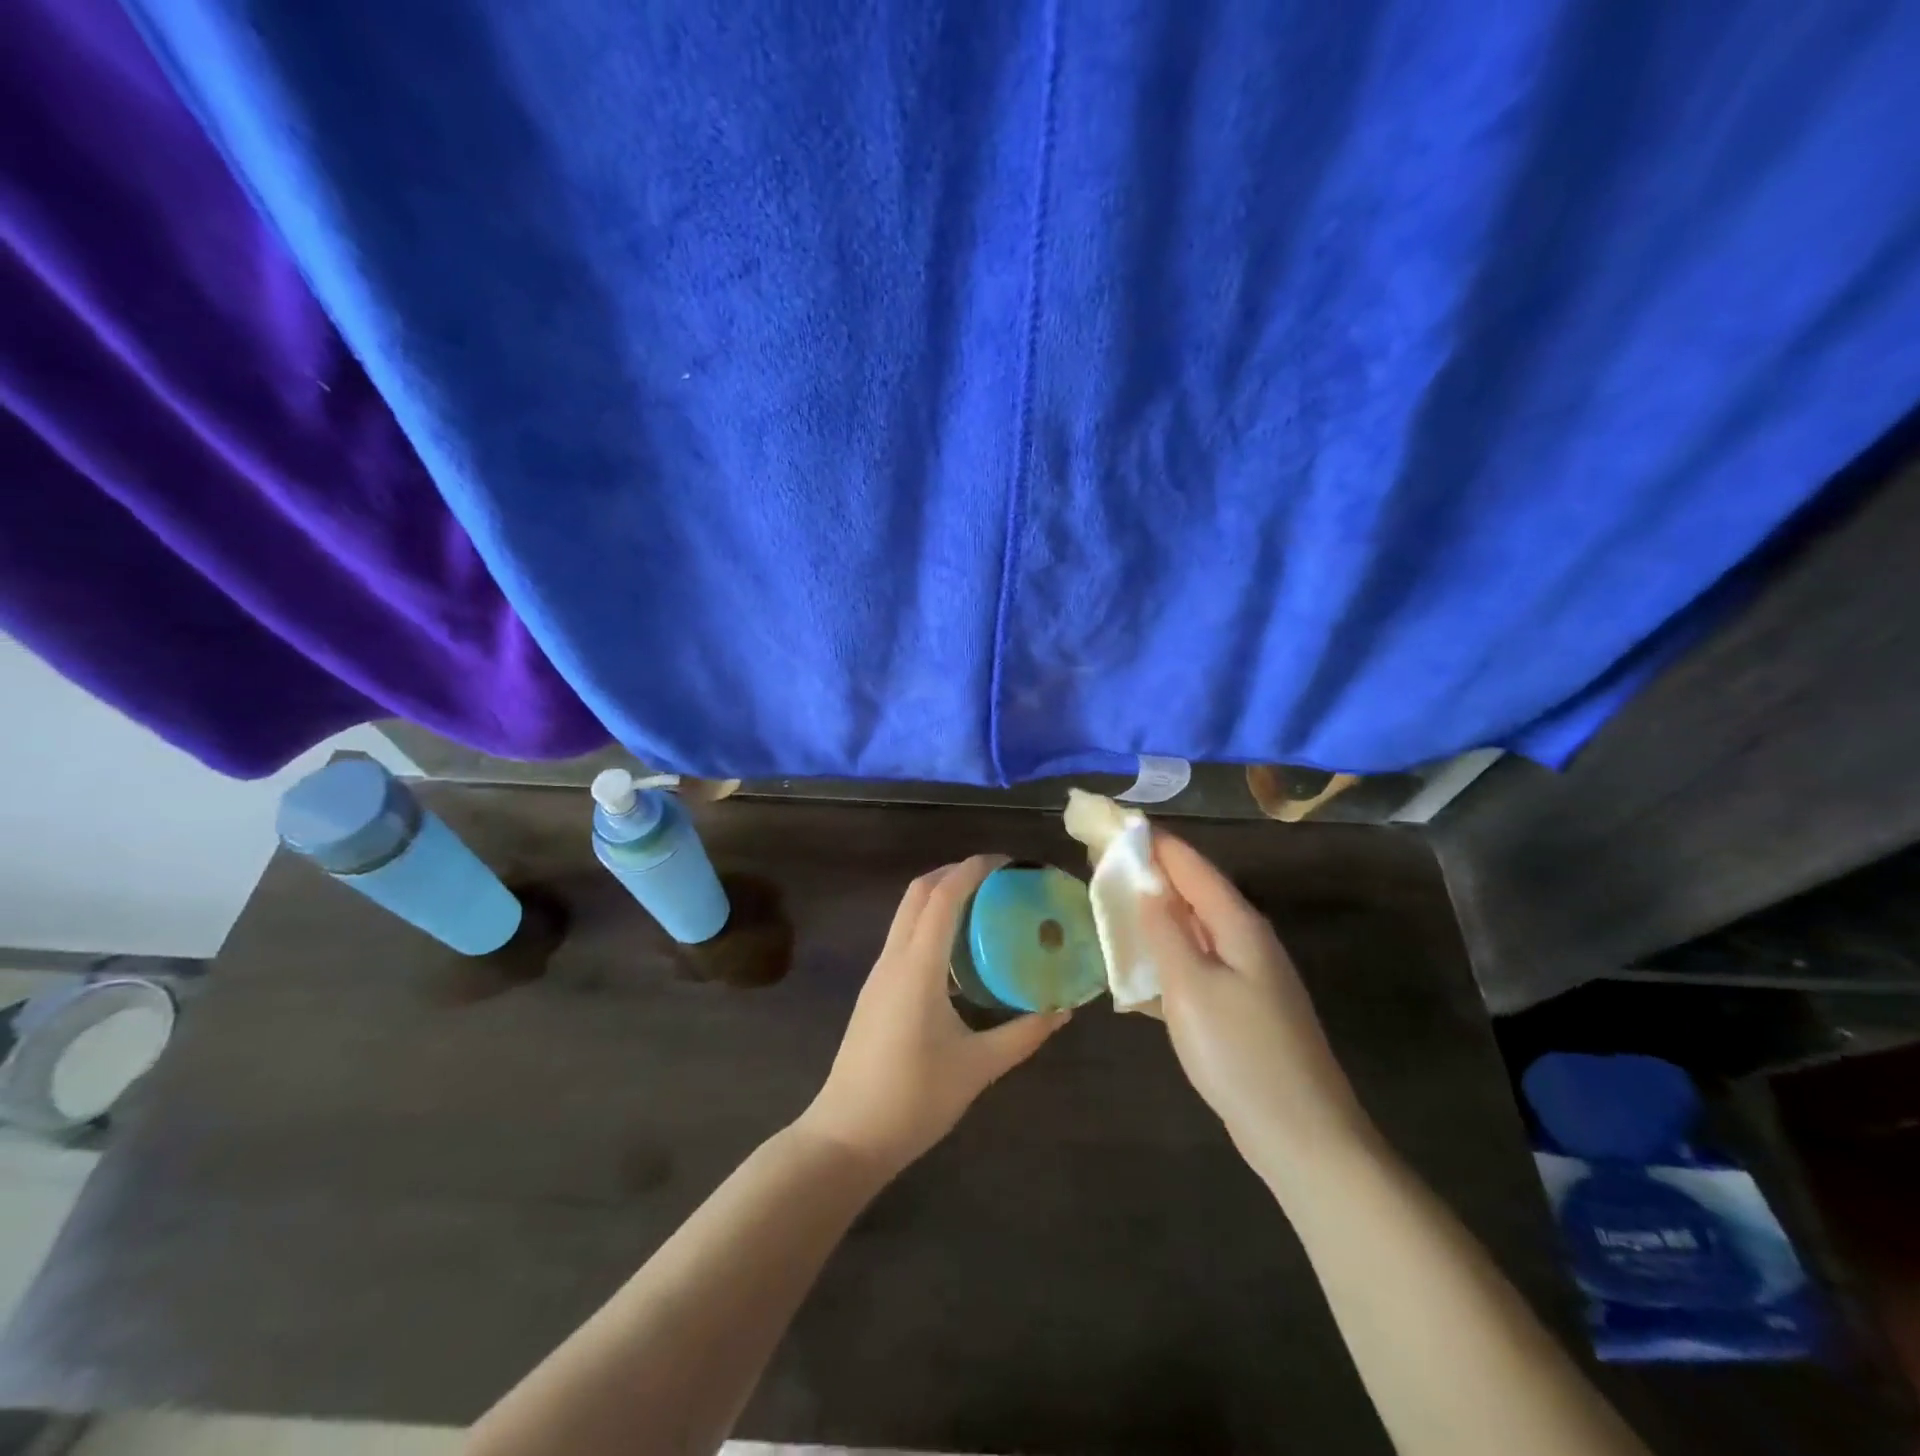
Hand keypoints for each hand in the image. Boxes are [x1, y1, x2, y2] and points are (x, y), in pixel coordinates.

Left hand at [798, 855, 1069, 1175]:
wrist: (847, 1136)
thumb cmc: (913, 1099)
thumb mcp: (978, 1067)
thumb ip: (1023, 1034)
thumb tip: (1062, 1009)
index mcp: (917, 967)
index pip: (943, 897)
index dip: (973, 870)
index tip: (1007, 863)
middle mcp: (893, 959)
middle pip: (919, 893)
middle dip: (955, 873)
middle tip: (998, 880)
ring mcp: (879, 974)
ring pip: (907, 913)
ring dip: (941, 897)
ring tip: (984, 908)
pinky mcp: (875, 991)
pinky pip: (904, 937)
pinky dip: (931, 923)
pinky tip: (958, 952)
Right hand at [1138, 835, 1371, 1176]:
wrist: (1303, 1137)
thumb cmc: (1241, 1054)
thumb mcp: (1191, 988)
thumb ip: (1164, 933)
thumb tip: (1145, 887)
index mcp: (1239, 925)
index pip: (1191, 865)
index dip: (1153, 842)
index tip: (1113, 822)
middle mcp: (1247, 940)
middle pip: (1194, 891)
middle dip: (1151, 873)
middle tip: (1102, 860)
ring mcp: (1248, 975)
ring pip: (1194, 928)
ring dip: (1156, 913)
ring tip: (1112, 903)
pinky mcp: (1242, 1006)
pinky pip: (1198, 962)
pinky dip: (1167, 953)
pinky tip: (1141, 965)